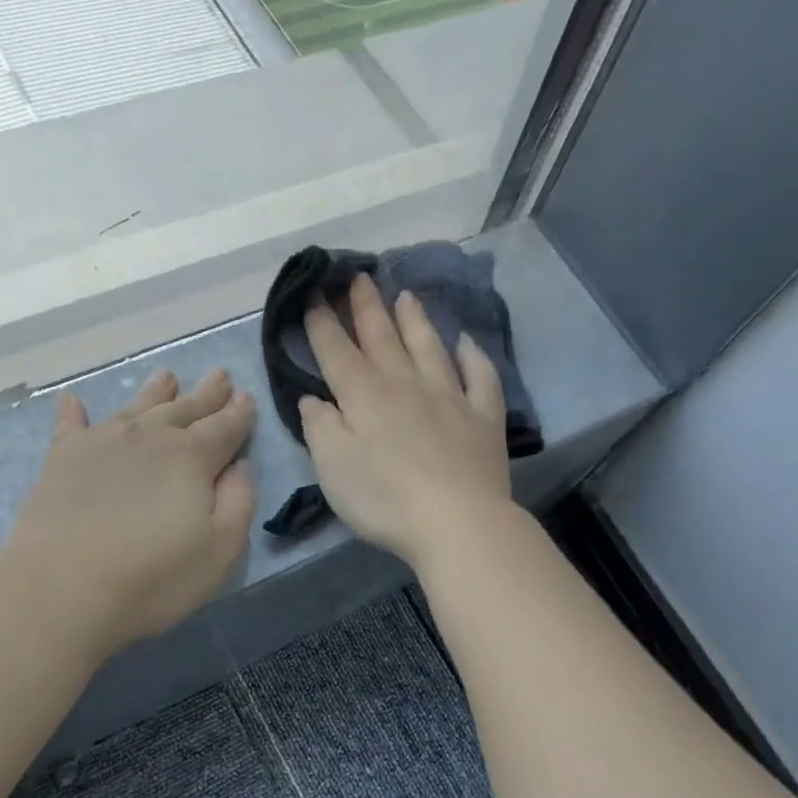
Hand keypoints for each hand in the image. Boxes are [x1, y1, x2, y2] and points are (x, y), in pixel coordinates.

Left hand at [1, 368, 256, 661]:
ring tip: (167, 376)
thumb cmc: (154, 578)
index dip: (239, 413)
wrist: (63, 590)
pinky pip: (71, 425)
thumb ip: (239, 502)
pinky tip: (74, 401)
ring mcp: (102, 443)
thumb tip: (240, 466)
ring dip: (155, 392)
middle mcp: (149, 437)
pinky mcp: (62, 459)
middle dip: (206, 394)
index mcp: (192, 457)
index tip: (247, 397)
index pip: (225, 427)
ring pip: (136, 407)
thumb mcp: (221, 550)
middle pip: (185, 409)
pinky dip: (74, 412)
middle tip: (219, 376)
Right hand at [300, 273, 512, 570]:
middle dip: (366, 307)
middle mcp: (407, 386)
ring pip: (430, 348)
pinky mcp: (484, 419)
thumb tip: (315, 399)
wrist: (458, 522)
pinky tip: (466, 343)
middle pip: (383, 338)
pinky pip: (480, 378)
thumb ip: (320, 427)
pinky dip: (473, 357)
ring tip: (405, 295)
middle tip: (358, 276)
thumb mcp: (333, 467)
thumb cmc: (385, 499)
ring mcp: (450, 398)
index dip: (322, 322)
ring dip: (416, 321)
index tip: (313, 292)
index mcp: (365, 397)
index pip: (337, 351)